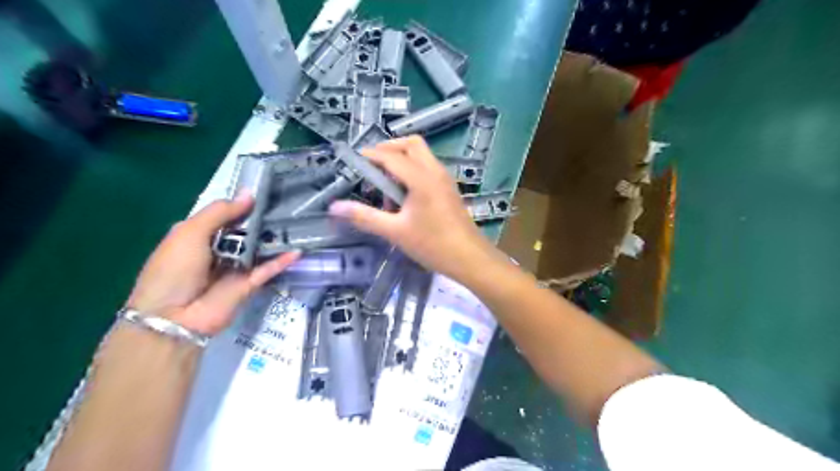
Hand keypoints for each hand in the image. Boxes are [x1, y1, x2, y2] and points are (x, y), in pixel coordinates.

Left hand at [124, 193, 295, 336]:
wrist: (174, 317)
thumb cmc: (174, 269)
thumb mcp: (190, 232)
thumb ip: (220, 213)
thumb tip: (249, 194)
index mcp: (198, 237)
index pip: (224, 217)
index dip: (242, 206)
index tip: (265, 193)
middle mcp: (218, 251)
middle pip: (245, 232)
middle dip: (262, 221)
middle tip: (287, 206)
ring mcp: (235, 268)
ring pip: (259, 250)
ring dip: (274, 239)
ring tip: (297, 223)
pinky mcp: (249, 285)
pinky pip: (268, 270)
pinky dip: (281, 261)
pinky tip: (298, 251)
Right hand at [327, 135, 497, 280]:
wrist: (470, 258)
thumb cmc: (433, 244)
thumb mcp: (395, 232)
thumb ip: (365, 217)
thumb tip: (335, 207)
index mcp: (421, 178)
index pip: (390, 156)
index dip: (369, 156)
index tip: (351, 161)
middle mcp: (435, 171)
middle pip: (411, 144)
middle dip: (389, 149)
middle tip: (371, 167)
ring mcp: (445, 179)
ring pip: (421, 155)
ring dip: (401, 161)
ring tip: (386, 187)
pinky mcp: (449, 189)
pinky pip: (428, 168)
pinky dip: (413, 171)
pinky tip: (403, 198)